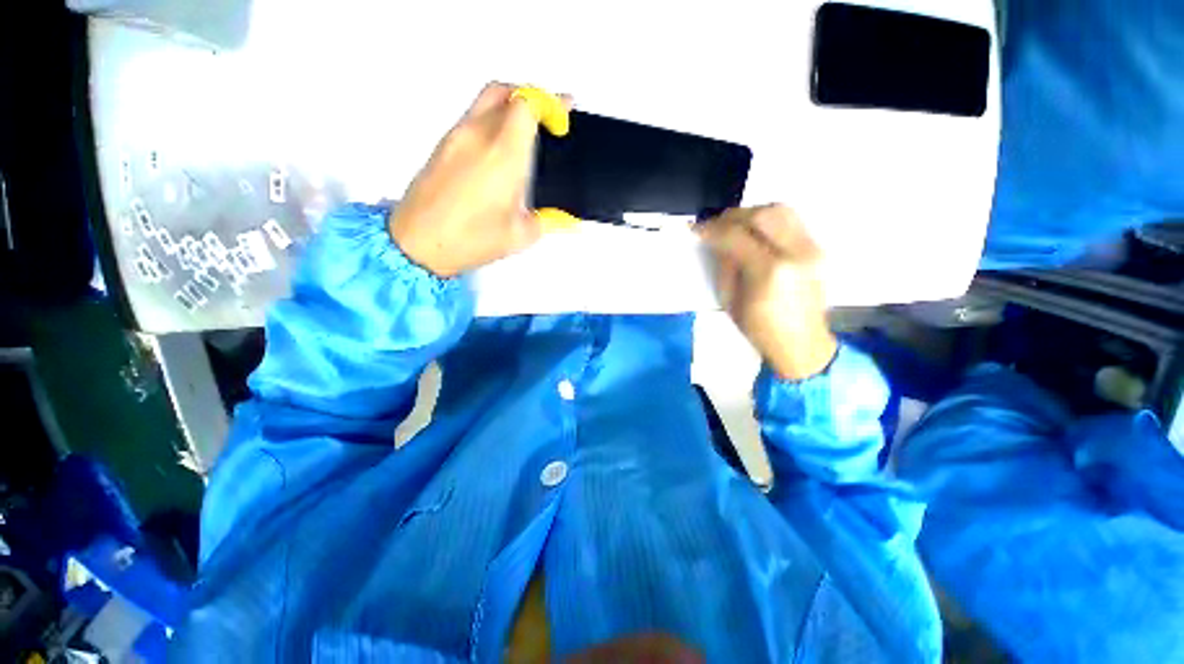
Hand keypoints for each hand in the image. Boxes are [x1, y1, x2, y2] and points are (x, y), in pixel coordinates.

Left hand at [389, 83, 561, 276]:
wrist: (419, 243)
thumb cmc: (472, 240)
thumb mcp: (521, 235)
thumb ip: (548, 220)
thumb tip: (564, 218)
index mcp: (504, 154)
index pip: (527, 103)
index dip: (550, 103)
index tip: (562, 117)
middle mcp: (479, 135)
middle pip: (505, 91)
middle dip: (530, 97)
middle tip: (545, 118)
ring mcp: (456, 136)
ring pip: (485, 101)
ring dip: (509, 107)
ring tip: (524, 134)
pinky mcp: (442, 145)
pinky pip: (471, 118)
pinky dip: (490, 120)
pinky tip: (498, 151)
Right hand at [698, 205, 837, 379]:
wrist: (802, 343)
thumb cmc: (760, 329)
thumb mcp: (730, 300)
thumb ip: (725, 265)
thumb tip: (718, 241)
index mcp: (770, 272)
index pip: (736, 236)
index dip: (713, 229)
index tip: (697, 229)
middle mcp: (796, 253)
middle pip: (762, 214)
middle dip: (732, 216)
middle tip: (715, 225)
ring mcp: (812, 248)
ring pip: (781, 210)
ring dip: (752, 212)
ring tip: (734, 225)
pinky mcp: (818, 249)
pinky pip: (792, 220)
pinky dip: (769, 219)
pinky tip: (755, 230)